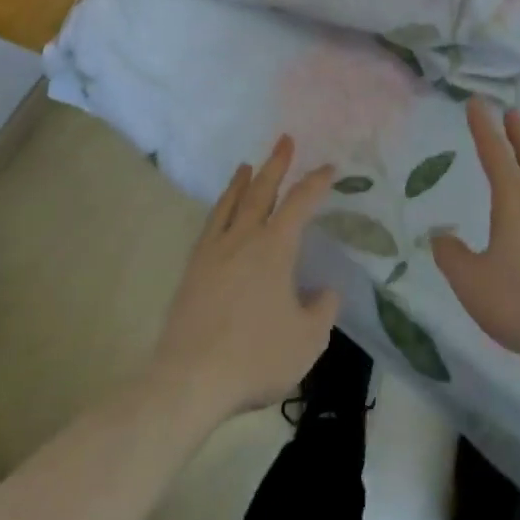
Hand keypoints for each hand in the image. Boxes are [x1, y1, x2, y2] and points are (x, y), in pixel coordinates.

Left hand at [151, 135, 340, 423]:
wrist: (190, 379)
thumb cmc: (255, 356)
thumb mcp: (308, 340)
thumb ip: (322, 310)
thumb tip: (325, 291)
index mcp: (275, 248)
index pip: (300, 203)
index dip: (316, 182)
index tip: (329, 168)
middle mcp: (244, 238)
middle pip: (261, 191)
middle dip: (276, 164)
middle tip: (284, 140)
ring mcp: (214, 251)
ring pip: (231, 204)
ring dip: (242, 181)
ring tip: (247, 166)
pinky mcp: (193, 269)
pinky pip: (210, 225)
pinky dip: (220, 208)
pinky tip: (221, 212)